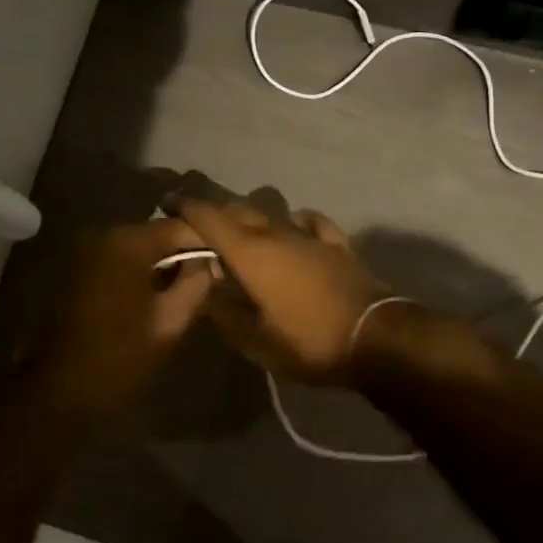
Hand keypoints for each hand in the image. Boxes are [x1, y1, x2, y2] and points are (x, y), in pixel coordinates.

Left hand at [31, 219, 216, 414]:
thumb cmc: (119, 357)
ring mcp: (87, 250)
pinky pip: (120, 259)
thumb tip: (211, 261)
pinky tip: (155, 296)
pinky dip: (140, 271)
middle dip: (184, 254)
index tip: (226, 264)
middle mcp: (104, 235)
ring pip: (139, 247)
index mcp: (127, 243)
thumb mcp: (171, 322)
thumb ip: (197, 283)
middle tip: (209, 279)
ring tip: (186, 289)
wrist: (60, 391)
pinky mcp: (78, 268)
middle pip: (158, 234)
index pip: (180, 227)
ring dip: (162, 264)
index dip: (208, 243)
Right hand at [168, 196, 391, 385]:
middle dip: (212, 209)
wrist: (377, 338)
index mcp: (250, 253)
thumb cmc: (309, 341)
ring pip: (270, 214)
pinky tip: (293, 225)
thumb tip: (204, 289)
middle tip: (192, 217)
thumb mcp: (255, 340)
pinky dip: (294, 221)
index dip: (185, 206)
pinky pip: (310, 222)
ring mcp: (309, 235)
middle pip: (237, 209)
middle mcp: (276, 233)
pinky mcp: (336, 244)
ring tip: (235, 228)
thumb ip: (224, 313)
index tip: (166, 200)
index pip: (208, 218)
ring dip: (248, 216)